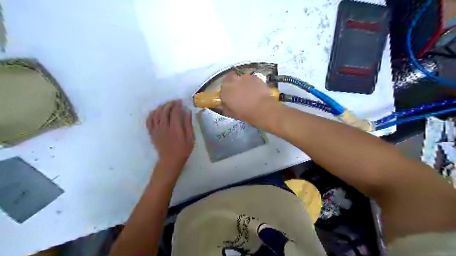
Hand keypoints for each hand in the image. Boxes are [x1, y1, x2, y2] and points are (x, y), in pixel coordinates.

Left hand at [146, 99, 193, 175]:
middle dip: (169, 104)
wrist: (170, 160)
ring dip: (161, 107)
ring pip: (156, 114)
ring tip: (166, 105)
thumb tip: (187, 111)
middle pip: (164, 111)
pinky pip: (149, 120)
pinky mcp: (152, 133)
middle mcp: (164, 127)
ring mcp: (156, 130)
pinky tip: (156, 112)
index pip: (174, 112)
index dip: (177, 105)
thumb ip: (188, 124)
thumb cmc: (183, 149)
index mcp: (175, 128)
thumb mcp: (190, 137)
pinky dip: (152, 114)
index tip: (180, 102)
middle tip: (174, 102)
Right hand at [221, 71, 277, 122]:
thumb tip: (224, 104)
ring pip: (240, 78)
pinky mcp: (255, 77)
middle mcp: (233, 81)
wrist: (263, 108)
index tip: (229, 98)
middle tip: (237, 91)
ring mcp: (244, 77)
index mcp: (225, 91)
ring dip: (242, 83)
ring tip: (248, 91)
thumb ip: (225, 107)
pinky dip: (251, 83)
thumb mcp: (232, 114)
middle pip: (229, 78)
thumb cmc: (246, 113)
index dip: (225, 93)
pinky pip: (250, 79)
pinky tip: (256, 90)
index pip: (221, 89)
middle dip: (231, 83)